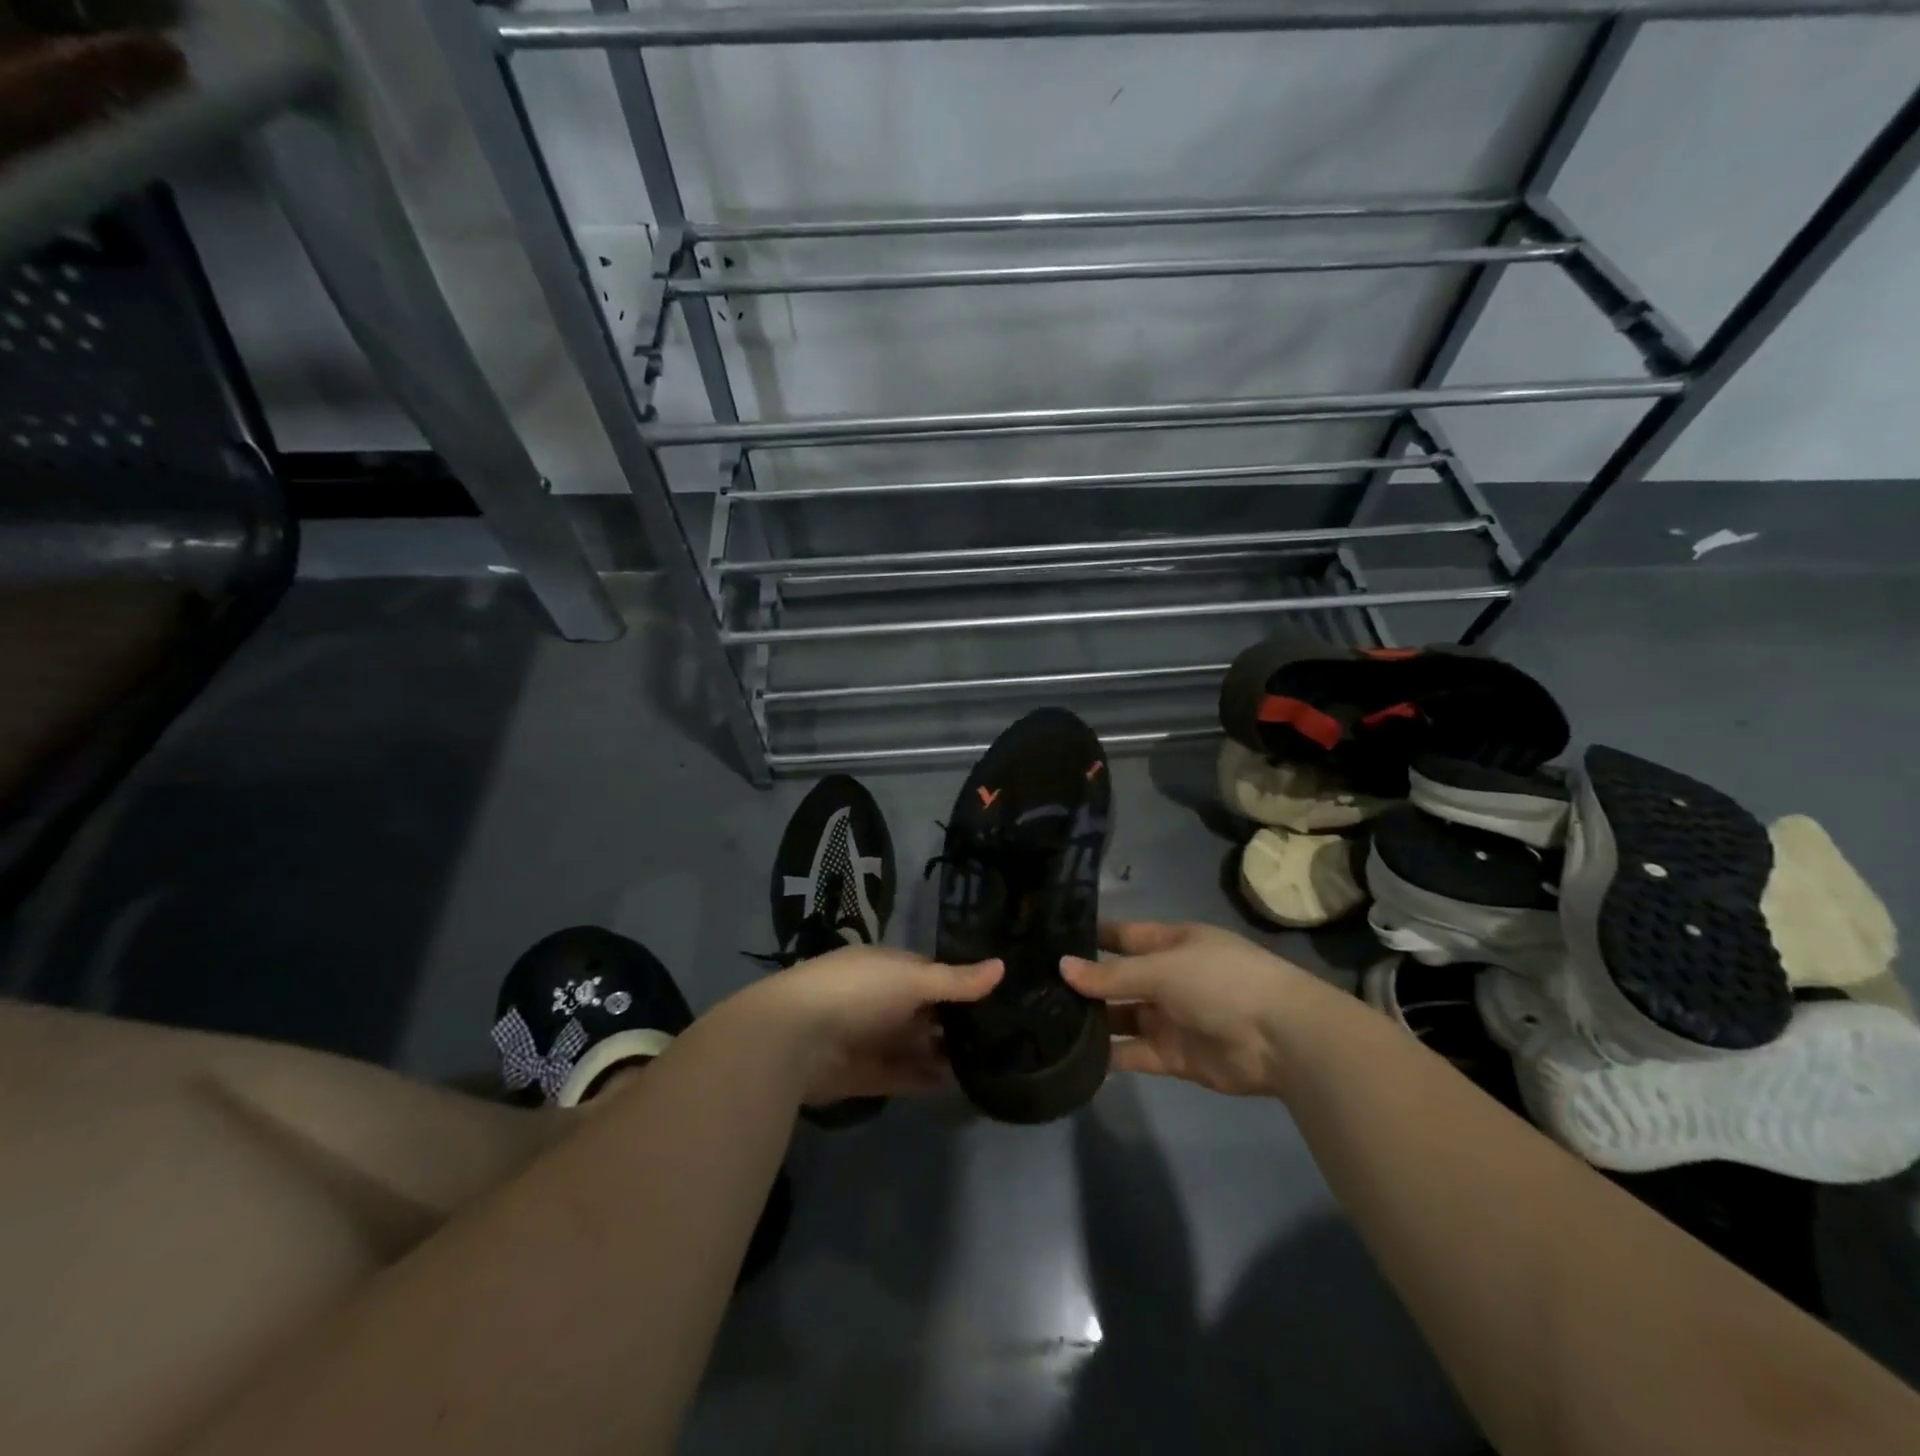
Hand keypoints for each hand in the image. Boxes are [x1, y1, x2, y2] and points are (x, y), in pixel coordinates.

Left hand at [751, 944, 1002, 1106]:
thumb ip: (957, 981)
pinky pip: (903, 1076)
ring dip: (943, 1053)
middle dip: (955, 1022)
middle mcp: (882, 1000)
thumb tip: (1003, 966)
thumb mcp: (913, 979)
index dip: (961, 984)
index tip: (998, 996)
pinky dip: (925, 1079)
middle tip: (1003, 1034)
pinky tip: (955, 1084)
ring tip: (987, 1062)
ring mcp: (872, 1038)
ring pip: (916, 1045)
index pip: (931, 973)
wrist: (796, 1039)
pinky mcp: (866, 1075)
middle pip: (925, 1012)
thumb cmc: (859, 992)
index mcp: (888, 968)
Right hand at [1061, 921, 1330, 1097]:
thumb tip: (1062, 967)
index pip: (1121, 936)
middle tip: (1032, 987)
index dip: (1089, 937)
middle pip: (1117, 979)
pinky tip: (1072, 1057)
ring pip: (1120, 1017)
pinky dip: (1108, 1057)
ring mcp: (1169, 1018)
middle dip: (1083, 984)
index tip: (1046, 939)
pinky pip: (1133, 1053)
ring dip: (1091, 1021)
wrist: (1282, 1040)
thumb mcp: (1163, 968)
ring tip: (1043, 1022)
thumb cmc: (1221, 982)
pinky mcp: (1172, 1056)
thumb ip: (1112, 974)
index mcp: (1170, 943)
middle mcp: (1167, 978)